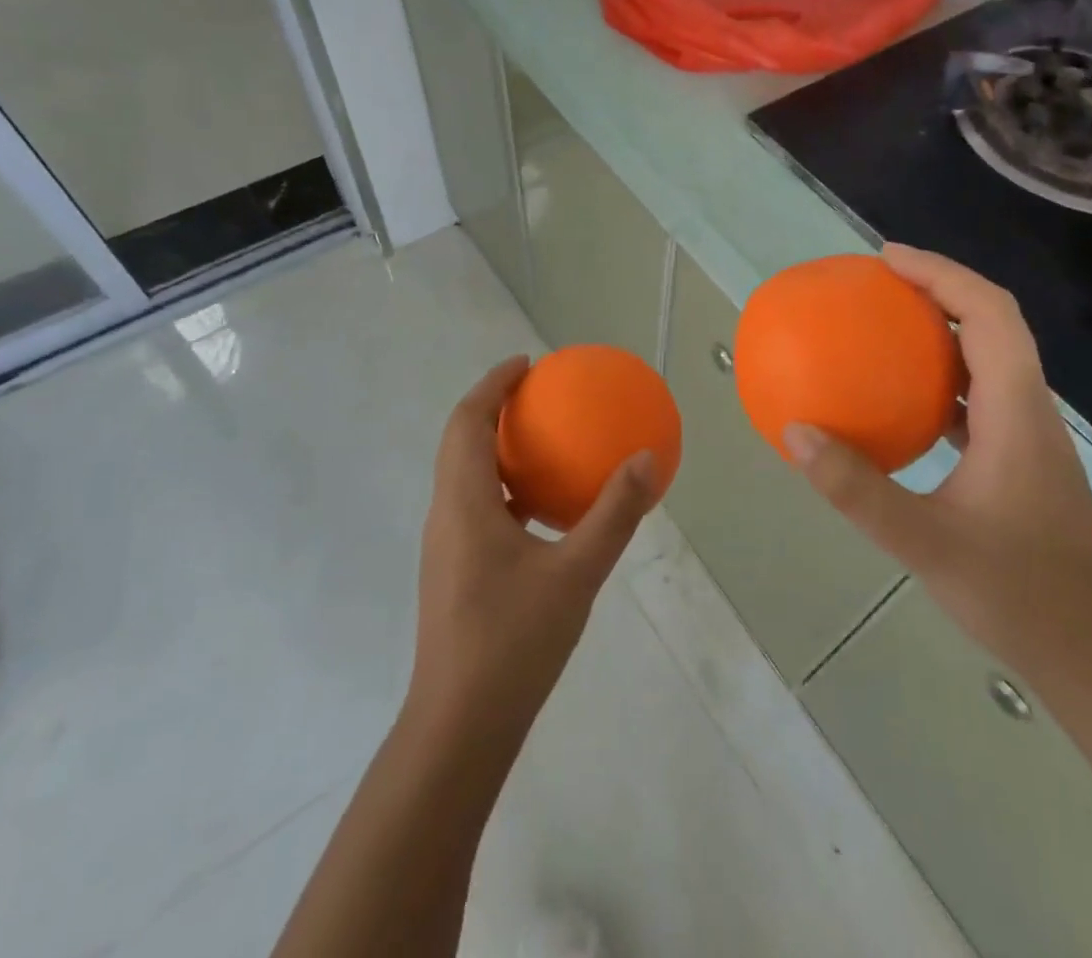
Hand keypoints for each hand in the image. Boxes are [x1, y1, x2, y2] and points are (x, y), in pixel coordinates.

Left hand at [406, 357, 659, 748]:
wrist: (459, 727)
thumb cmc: (513, 642)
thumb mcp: (576, 574)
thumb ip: (613, 514)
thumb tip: (646, 458)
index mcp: (463, 502)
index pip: (467, 421)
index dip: (492, 384)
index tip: (526, 364)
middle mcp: (446, 515)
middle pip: (460, 442)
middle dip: (494, 409)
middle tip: (538, 396)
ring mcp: (446, 547)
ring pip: (466, 476)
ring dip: (497, 450)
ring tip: (544, 444)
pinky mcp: (454, 573)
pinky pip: (477, 508)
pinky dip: (505, 489)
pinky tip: (543, 513)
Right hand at [783, 245, 1091, 690]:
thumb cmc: (1020, 595)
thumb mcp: (924, 543)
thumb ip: (857, 489)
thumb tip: (796, 433)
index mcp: (1016, 412)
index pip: (989, 314)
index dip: (942, 273)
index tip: (887, 258)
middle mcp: (1029, 410)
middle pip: (993, 323)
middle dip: (940, 288)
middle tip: (879, 282)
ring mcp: (1029, 437)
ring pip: (990, 357)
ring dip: (943, 328)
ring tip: (885, 325)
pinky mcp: (1021, 461)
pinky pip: (979, 395)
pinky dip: (942, 377)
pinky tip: (902, 401)